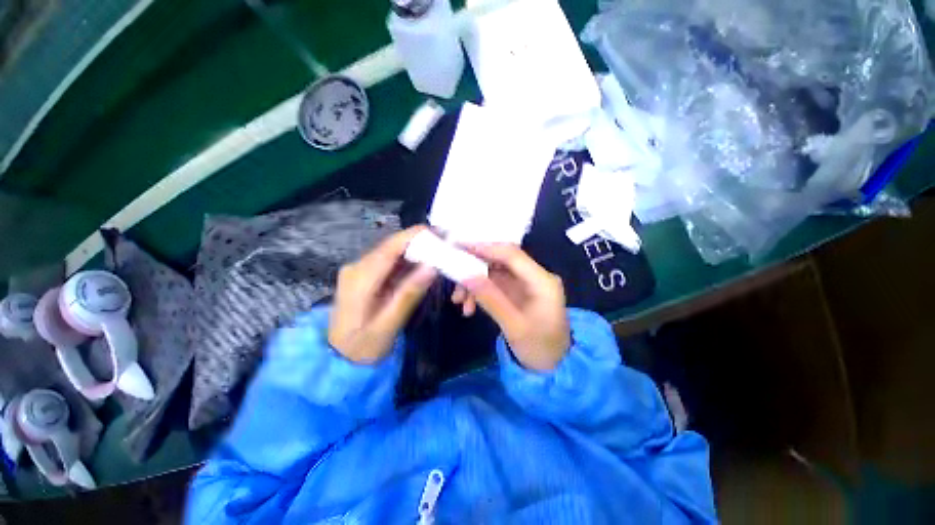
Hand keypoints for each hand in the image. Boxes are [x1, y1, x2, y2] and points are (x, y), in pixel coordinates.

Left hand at [329, 226, 437, 363]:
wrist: (339, 359)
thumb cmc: (363, 347)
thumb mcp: (388, 325)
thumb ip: (409, 294)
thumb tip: (432, 267)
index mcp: (360, 279)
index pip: (389, 248)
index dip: (413, 236)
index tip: (438, 232)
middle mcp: (357, 268)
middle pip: (391, 247)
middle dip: (418, 243)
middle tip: (444, 245)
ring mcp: (359, 271)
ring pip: (391, 253)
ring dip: (415, 252)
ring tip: (438, 253)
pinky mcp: (364, 276)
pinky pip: (389, 263)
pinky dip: (407, 263)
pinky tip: (422, 266)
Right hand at [463, 244, 569, 370]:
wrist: (553, 367)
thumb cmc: (539, 349)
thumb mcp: (514, 326)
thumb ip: (490, 298)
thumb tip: (465, 275)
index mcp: (542, 281)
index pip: (511, 254)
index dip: (485, 248)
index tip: (459, 248)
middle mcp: (534, 276)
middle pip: (500, 261)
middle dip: (475, 268)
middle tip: (453, 276)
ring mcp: (525, 284)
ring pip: (494, 272)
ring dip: (474, 283)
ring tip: (458, 301)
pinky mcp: (517, 292)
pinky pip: (494, 285)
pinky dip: (479, 292)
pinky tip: (468, 308)